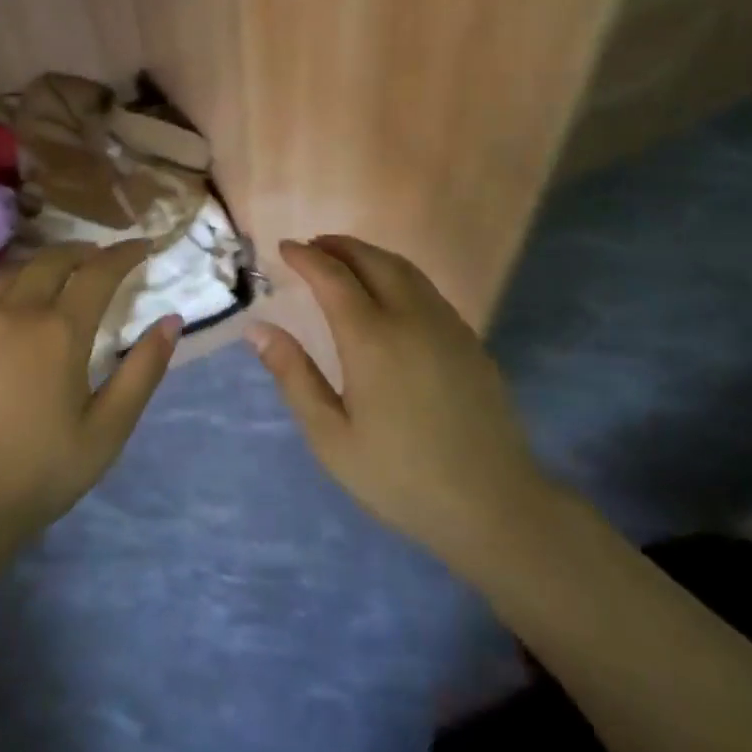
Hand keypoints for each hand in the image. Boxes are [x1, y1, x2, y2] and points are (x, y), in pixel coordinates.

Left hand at [0, 240, 179, 560]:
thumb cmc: (43, 469)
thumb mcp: (109, 428)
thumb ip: (143, 371)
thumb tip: (171, 321)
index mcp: (60, 331)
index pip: (98, 272)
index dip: (124, 254)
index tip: (143, 246)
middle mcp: (16, 314)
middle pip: (52, 261)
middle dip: (82, 251)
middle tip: (100, 257)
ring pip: (11, 272)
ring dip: (40, 263)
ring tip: (57, 271)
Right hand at [249, 236, 556, 584]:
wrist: (493, 505)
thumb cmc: (400, 477)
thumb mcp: (331, 437)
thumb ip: (294, 376)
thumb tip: (258, 330)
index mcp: (372, 340)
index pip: (333, 278)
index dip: (306, 257)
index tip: (284, 247)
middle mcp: (412, 319)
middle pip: (373, 260)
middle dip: (339, 245)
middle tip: (312, 246)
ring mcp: (447, 326)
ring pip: (405, 269)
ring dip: (370, 255)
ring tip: (344, 261)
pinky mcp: (470, 341)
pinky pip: (427, 289)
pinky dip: (398, 275)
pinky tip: (388, 295)